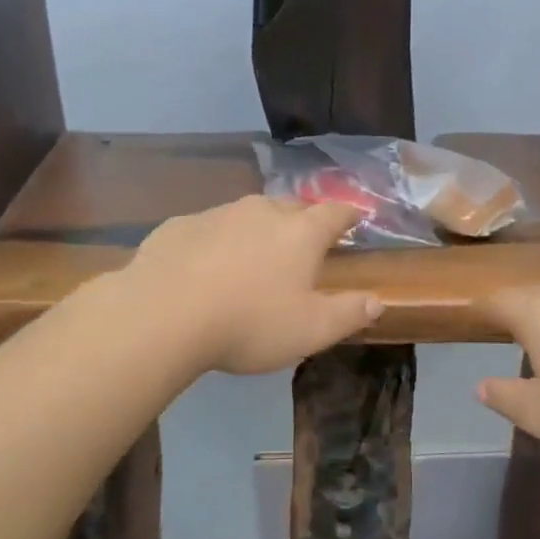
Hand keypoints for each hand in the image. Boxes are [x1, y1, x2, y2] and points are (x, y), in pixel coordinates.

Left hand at [123, 196, 382, 373]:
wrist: (163, 314)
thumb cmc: (249, 322)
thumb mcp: (311, 330)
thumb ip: (348, 313)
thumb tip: (377, 301)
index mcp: (300, 232)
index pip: (335, 212)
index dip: (349, 214)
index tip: (357, 216)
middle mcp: (261, 211)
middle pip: (291, 208)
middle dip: (302, 221)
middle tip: (303, 243)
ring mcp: (217, 214)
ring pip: (247, 215)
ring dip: (257, 231)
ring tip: (253, 258)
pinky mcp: (178, 226)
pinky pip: (208, 229)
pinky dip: (216, 242)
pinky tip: (205, 267)